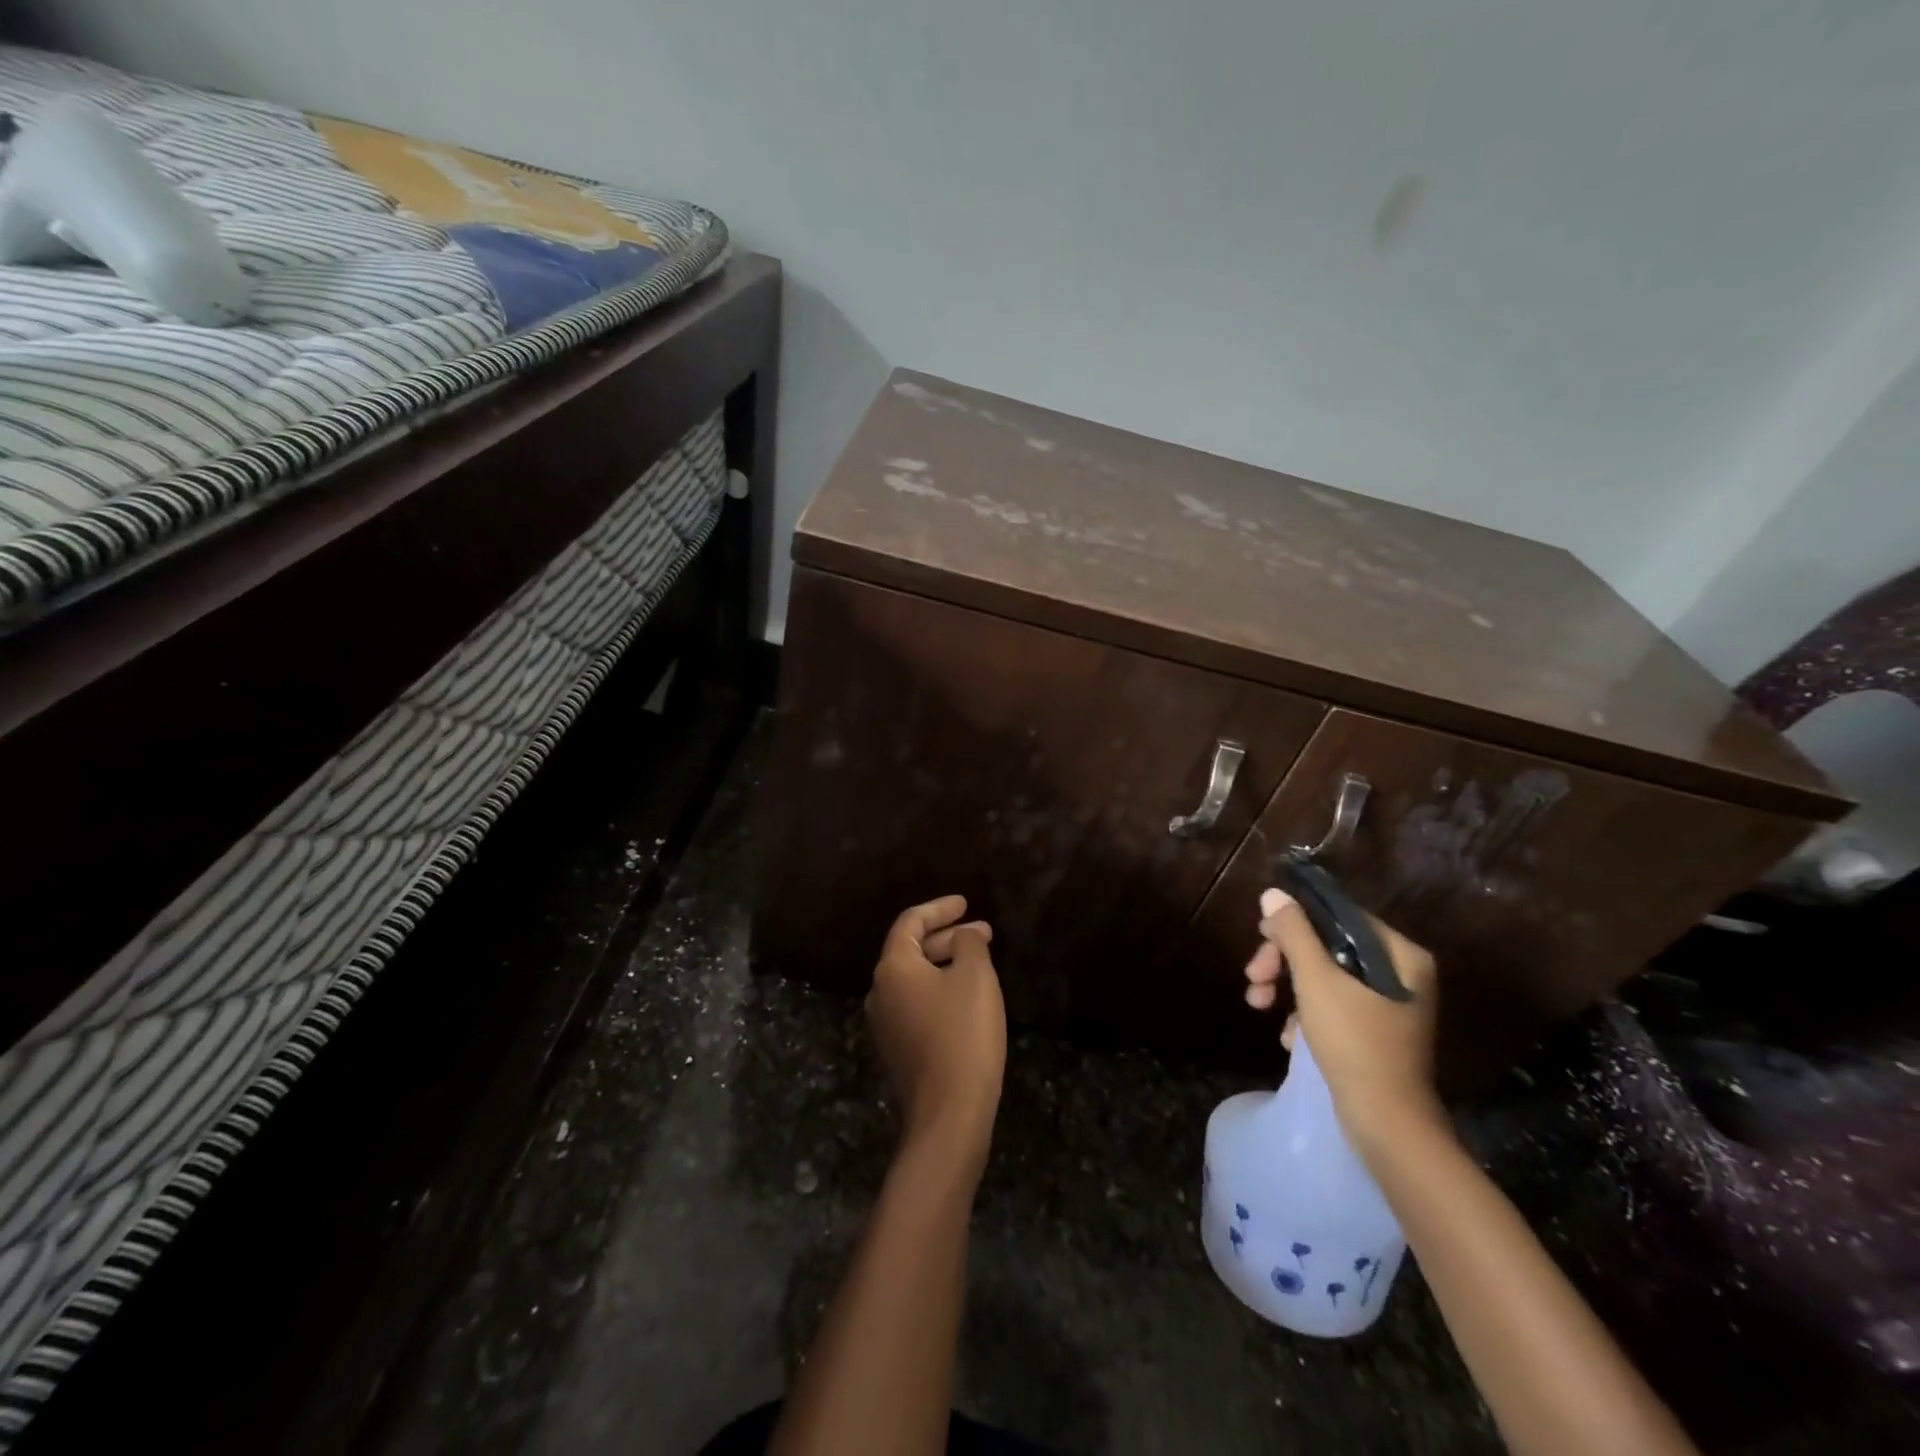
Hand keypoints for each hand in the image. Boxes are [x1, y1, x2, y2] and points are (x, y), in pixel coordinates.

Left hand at [866, 896, 1006, 1172]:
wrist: (948, 1113)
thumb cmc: (963, 1034)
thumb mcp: (975, 977)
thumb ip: (968, 943)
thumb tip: (962, 936)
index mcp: (892, 968)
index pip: (910, 922)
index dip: (939, 908)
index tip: (965, 903)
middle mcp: (879, 991)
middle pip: (911, 949)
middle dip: (947, 936)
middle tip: (983, 933)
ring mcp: (884, 1023)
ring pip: (915, 978)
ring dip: (945, 963)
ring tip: (980, 961)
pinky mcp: (897, 1049)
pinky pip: (916, 1003)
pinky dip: (940, 988)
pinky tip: (966, 996)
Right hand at [1243, 887, 1441, 1151]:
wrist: (1387, 1124)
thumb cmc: (1355, 1042)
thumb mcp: (1317, 980)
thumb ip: (1294, 933)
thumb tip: (1273, 893)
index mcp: (1400, 954)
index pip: (1339, 916)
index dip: (1295, 921)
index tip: (1260, 934)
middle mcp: (1400, 974)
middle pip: (1328, 947)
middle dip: (1283, 960)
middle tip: (1252, 976)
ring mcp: (1388, 1006)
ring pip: (1325, 977)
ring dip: (1286, 987)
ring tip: (1257, 1005)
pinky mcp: (1374, 1033)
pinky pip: (1333, 1007)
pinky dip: (1305, 1015)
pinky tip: (1287, 1037)